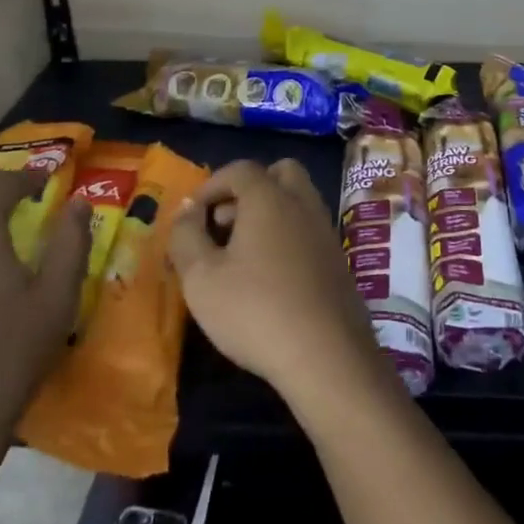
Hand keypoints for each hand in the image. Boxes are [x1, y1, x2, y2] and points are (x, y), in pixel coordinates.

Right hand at [168, 159, 388, 416]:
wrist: (326, 354)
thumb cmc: (255, 309)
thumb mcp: (201, 278)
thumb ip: (186, 237)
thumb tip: (187, 211)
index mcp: (269, 197)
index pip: (239, 169)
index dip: (211, 186)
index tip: (193, 216)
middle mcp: (302, 202)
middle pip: (279, 174)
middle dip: (249, 189)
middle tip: (225, 224)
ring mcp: (325, 230)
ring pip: (297, 201)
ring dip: (270, 213)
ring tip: (243, 254)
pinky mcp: (338, 259)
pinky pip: (309, 229)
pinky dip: (288, 236)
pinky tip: (272, 276)